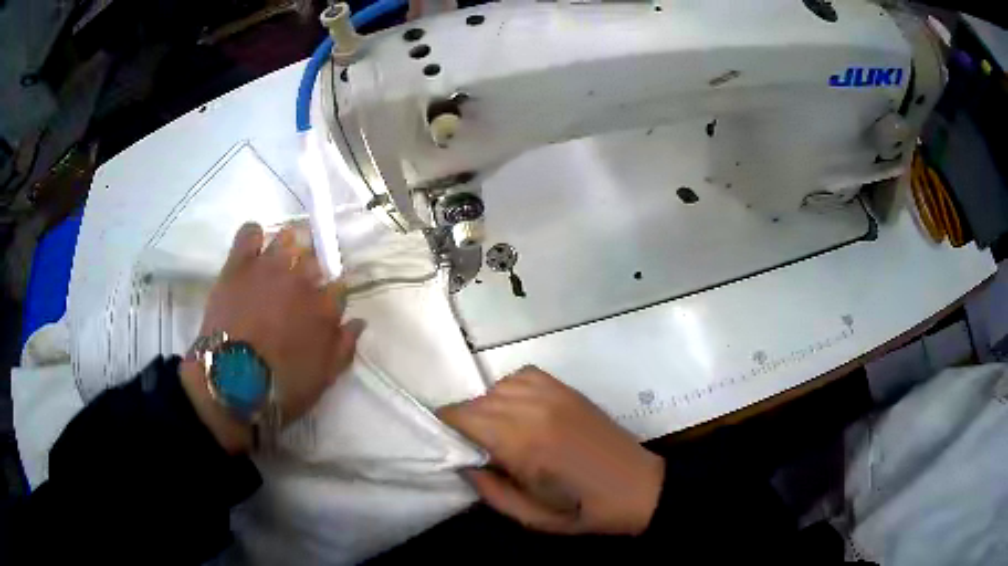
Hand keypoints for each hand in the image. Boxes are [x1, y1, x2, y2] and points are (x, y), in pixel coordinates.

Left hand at [180, 223, 362, 452]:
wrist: (232, 384)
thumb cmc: (281, 388)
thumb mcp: (323, 377)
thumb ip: (344, 346)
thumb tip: (359, 321)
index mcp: (325, 307)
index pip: (339, 286)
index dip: (330, 294)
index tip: (322, 304)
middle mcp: (302, 279)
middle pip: (315, 258)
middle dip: (310, 269)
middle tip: (296, 287)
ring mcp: (269, 267)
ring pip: (287, 238)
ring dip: (287, 247)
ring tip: (277, 263)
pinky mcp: (239, 264)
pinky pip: (249, 233)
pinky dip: (253, 236)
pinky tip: (252, 248)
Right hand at [438, 366, 664, 534]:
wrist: (637, 488)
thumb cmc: (584, 510)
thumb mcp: (531, 517)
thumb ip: (489, 490)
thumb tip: (462, 463)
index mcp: (524, 444)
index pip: (464, 417)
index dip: (445, 427)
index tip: (444, 445)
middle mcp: (535, 410)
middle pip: (477, 402)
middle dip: (464, 423)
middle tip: (472, 449)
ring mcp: (554, 394)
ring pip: (497, 387)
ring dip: (487, 407)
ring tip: (496, 433)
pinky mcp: (567, 389)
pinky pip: (523, 376)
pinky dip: (511, 390)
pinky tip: (518, 412)